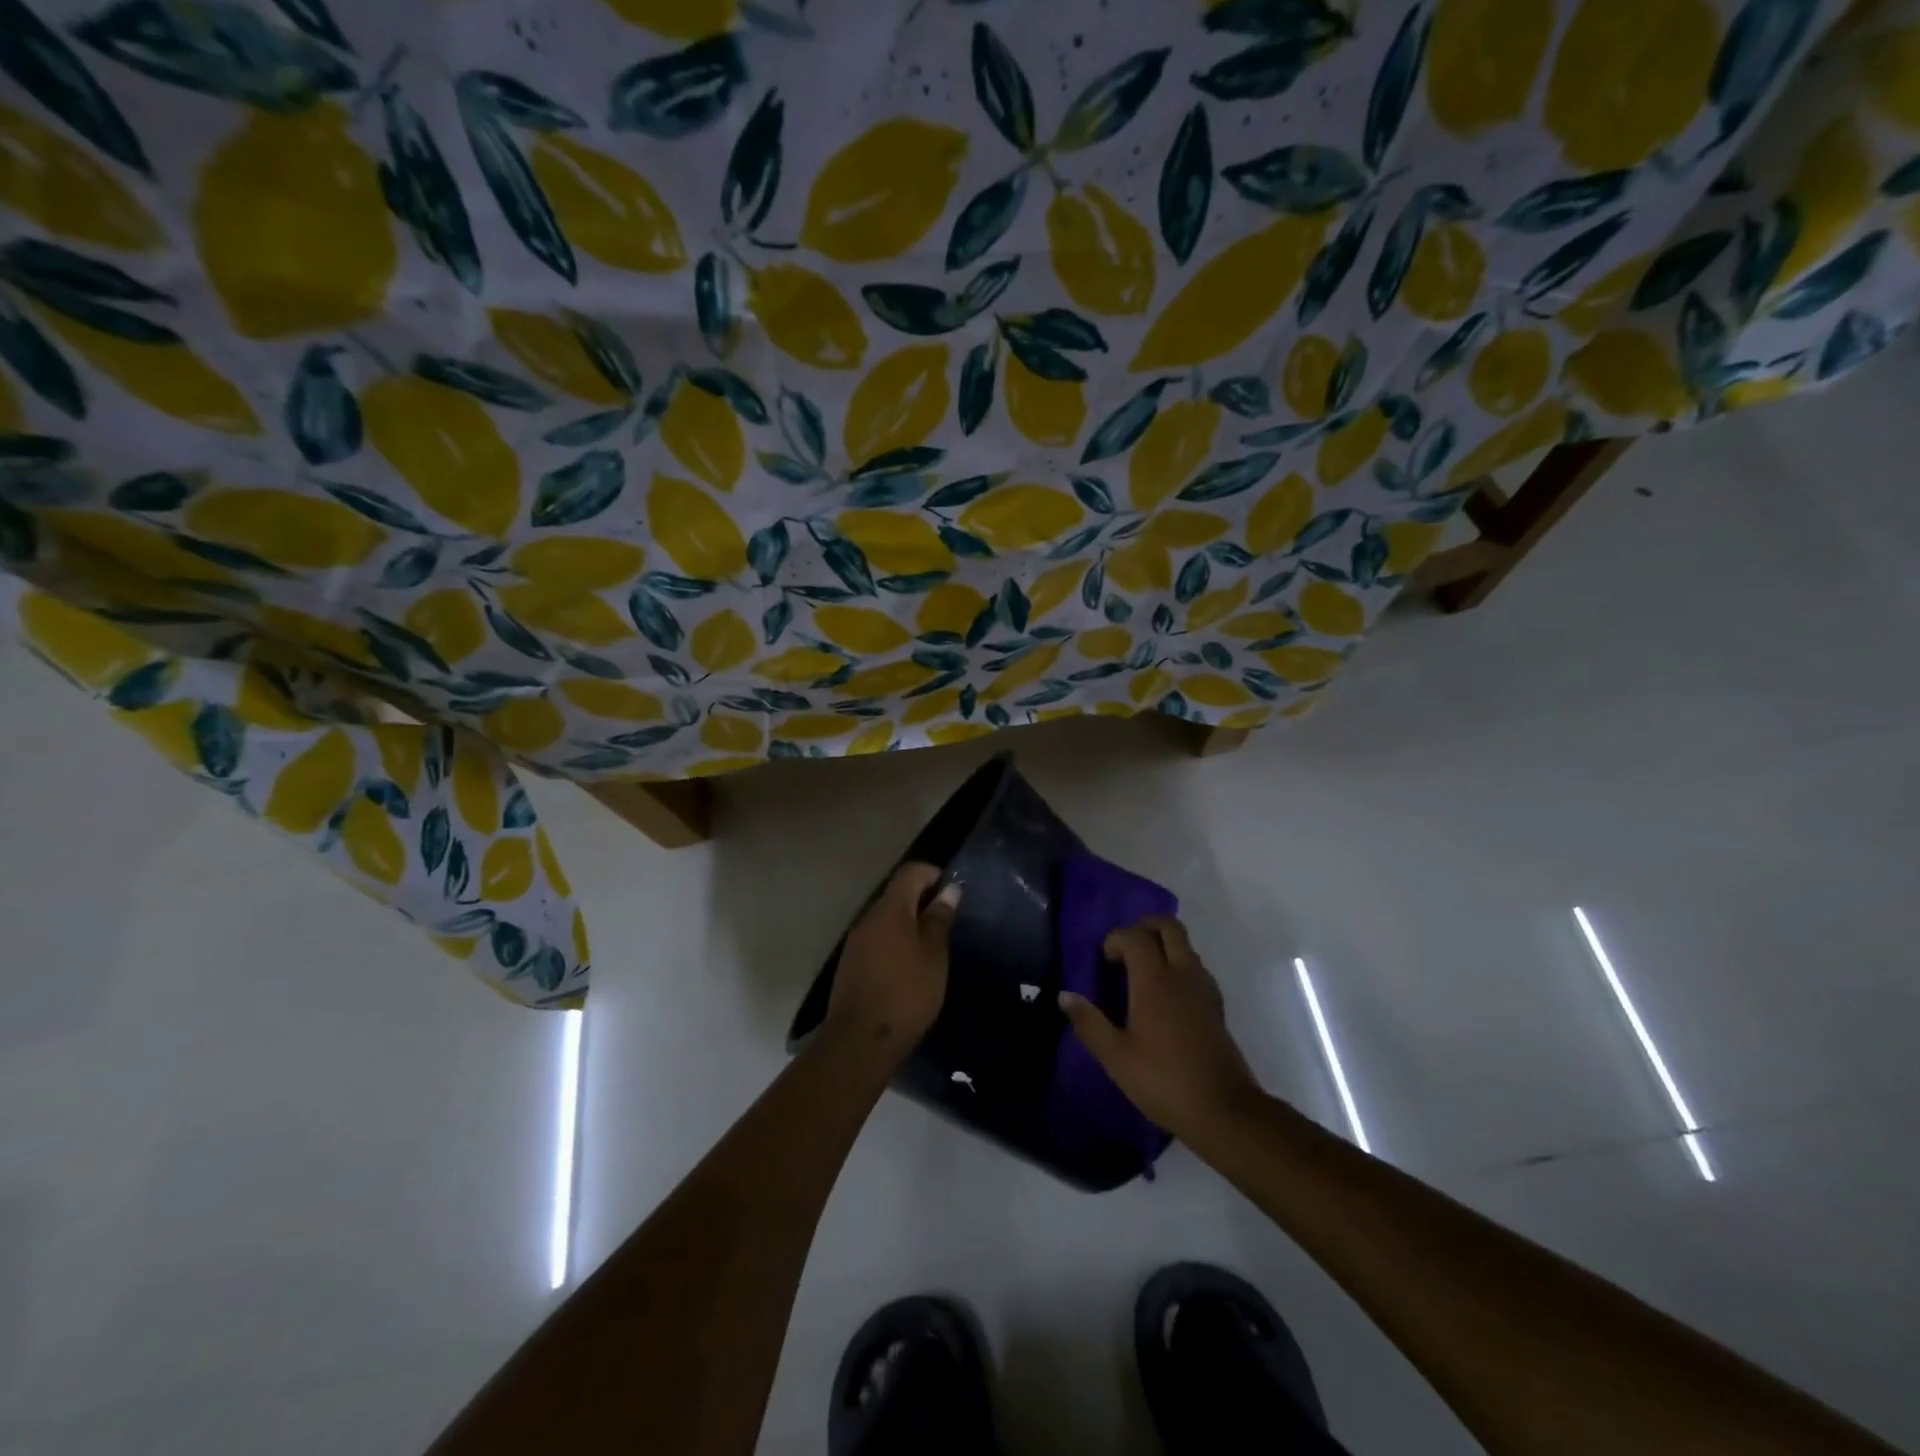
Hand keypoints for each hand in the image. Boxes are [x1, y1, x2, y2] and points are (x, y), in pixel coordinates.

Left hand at [822, 862, 959, 1064]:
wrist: (860, 1041)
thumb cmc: (906, 993)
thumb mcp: (933, 956)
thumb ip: (939, 919)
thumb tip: (949, 890)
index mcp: (890, 910)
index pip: (911, 872)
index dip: (933, 874)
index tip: (953, 892)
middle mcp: (868, 918)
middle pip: (897, 895)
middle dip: (922, 901)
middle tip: (948, 922)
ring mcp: (856, 942)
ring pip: (886, 919)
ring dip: (909, 925)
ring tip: (933, 947)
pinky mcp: (851, 965)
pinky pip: (878, 940)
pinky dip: (896, 944)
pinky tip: (910, 967)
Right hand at [1059, 916, 1262, 1139]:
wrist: (1225, 1111)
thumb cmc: (1164, 1081)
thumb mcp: (1116, 1057)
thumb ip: (1089, 1023)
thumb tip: (1065, 995)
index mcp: (1155, 980)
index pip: (1135, 936)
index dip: (1115, 940)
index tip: (1102, 962)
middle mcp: (1182, 974)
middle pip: (1168, 927)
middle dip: (1143, 928)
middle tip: (1123, 952)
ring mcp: (1204, 988)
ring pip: (1185, 945)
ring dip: (1162, 945)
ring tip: (1139, 973)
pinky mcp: (1216, 1006)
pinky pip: (1194, 966)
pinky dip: (1177, 965)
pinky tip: (1163, 996)